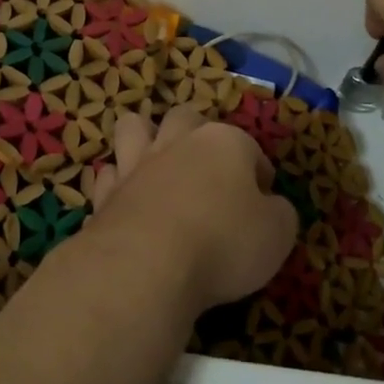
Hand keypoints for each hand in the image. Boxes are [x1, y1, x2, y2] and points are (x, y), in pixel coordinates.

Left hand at [83, 106, 296, 313]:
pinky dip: (117, 182)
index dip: (259, 174)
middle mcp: (177, 142)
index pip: (250, 148)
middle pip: (186, 118)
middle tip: (208, 171)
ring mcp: (135, 164)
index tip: (263, 202)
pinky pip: (108, 174)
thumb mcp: (277, 234)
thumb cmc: (223, 243)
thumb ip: (279, 213)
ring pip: (134, 127)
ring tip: (157, 163)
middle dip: (197, 135)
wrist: (147, 264)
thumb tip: (271, 207)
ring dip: (144, 138)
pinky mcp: (105, 193)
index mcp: (224, 143)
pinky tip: (127, 200)